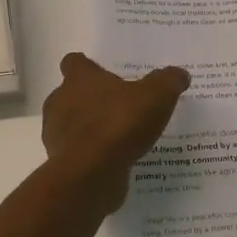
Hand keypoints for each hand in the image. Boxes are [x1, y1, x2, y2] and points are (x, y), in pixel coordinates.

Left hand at [42, 53, 190, 214]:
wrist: (91, 173)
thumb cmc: (119, 124)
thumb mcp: (156, 96)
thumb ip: (168, 82)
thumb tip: (180, 74)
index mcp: (79, 79)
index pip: (74, 62)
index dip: (87, 66)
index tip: (102, 73)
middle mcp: (61, 101)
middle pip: (70, 94)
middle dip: (89, 99)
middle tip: (117, 105)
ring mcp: (57, 133)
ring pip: (70, 124)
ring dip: (89, 127)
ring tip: (118, 136)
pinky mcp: (61, 162)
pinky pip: (77, 152)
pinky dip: (91, 153)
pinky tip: (114, 160)